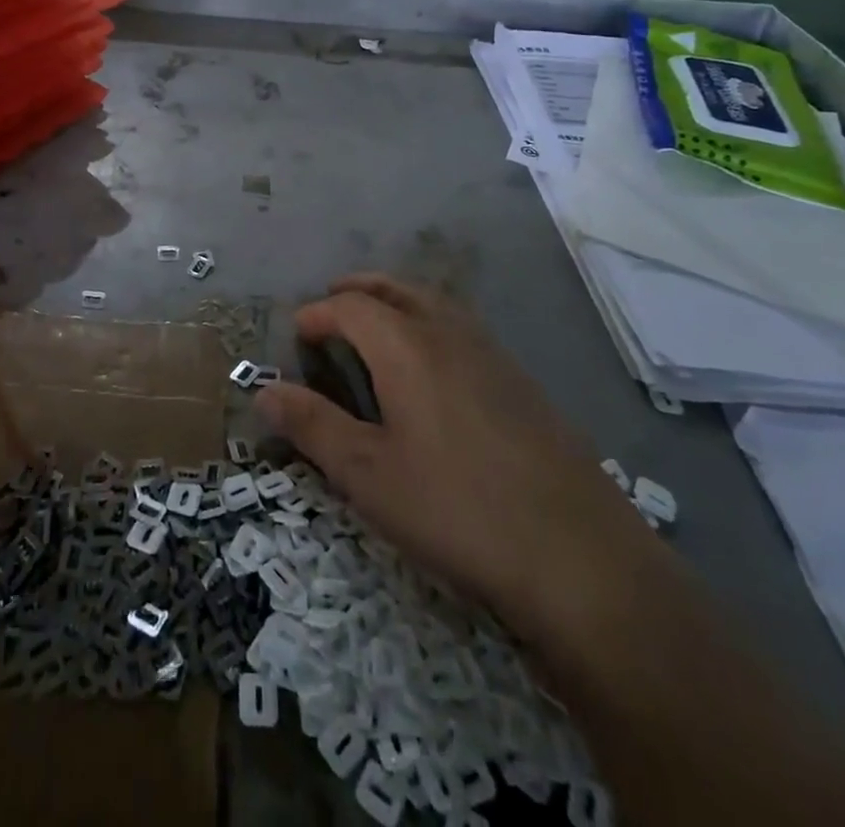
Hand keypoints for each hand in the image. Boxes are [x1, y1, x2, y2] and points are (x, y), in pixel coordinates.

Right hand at [258, 275, 664, 644]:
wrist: (580, 556)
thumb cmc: (457, 510)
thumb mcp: (368, 475)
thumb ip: (312, 426)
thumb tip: (263, 390)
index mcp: (407, 346)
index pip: (350, 307)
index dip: (317, 314)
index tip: (297, 335)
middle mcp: (449, 334)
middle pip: (395, 289)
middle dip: (357, 290)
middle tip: (332, 306)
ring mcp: (493, 354)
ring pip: (434, 303)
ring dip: (397, 301)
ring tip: (376, 326)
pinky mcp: (523, 382)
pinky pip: (463, 328)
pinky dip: (431, 323)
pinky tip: (434, 368)